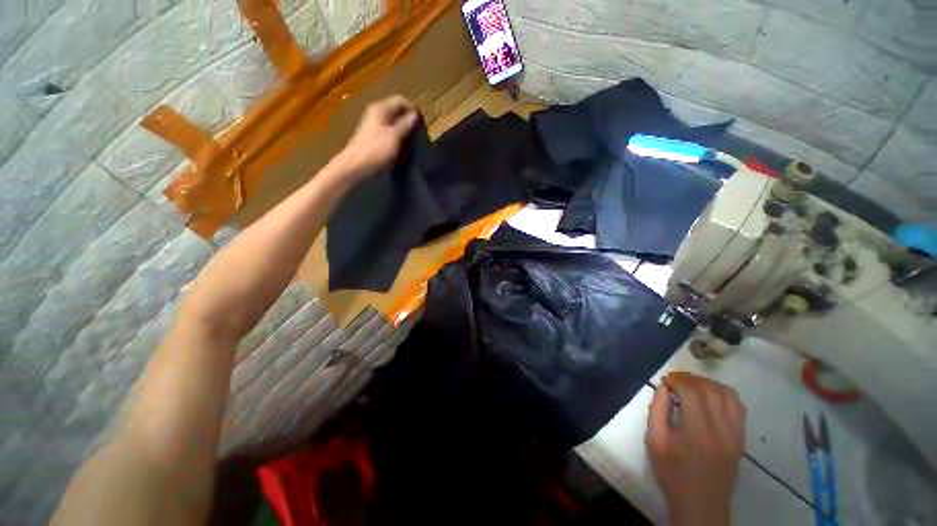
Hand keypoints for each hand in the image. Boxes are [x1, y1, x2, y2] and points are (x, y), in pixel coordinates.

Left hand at [340, 95, 419, 177]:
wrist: (356, 168)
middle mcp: (376, 114)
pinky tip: (402, 151)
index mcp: (381, 108)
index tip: (422, 126)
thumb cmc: (376, 150)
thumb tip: (416, 114)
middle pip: (397, 113)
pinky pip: (390, 135)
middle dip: (409, 123)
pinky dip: (398, 141)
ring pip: (394, 125)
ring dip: (404, 134)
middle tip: (419, 137)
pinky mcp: (374, 140)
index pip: (401, 101)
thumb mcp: (395, 136)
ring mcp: (374, 127)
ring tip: (412, 145)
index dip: (413, 112)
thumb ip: (406, 124)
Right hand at [646, 372, 746, 525]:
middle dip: (690, 379)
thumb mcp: (654, 442)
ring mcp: (735, 434)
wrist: (701, 504)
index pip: (692, 393)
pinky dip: (723, 394)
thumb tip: (663, 388)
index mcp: (696, 432)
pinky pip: (738, 407)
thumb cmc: (672, 473)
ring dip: (707, 384)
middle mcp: (721, 430)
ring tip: (691, 385)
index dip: (677, 380)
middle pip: (710, 390)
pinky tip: (710, 397)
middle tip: (675, 380)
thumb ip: (657, 411)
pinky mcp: (741, 438)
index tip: (665, 380)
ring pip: (728, 395)